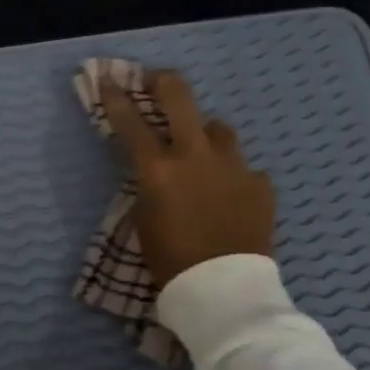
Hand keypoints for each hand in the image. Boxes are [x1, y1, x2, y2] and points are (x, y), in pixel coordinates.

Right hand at [99, 69, 274, 285]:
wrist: (225, 291)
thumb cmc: (171, 261)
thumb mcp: (143, 220)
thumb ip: (148, 186)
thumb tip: (156, 170)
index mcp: (158, 169)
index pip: (130, 121)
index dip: (115, 96)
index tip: (108, 79)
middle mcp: (195, 156)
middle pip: (180, 98)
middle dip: (163, 82)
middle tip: (156, 80)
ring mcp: (233, 166)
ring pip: (219, 128)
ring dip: (205, 134)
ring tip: (203, 150)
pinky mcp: (261, 183)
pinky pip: (244, 167)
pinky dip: (233, 174)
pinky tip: (231, 194)